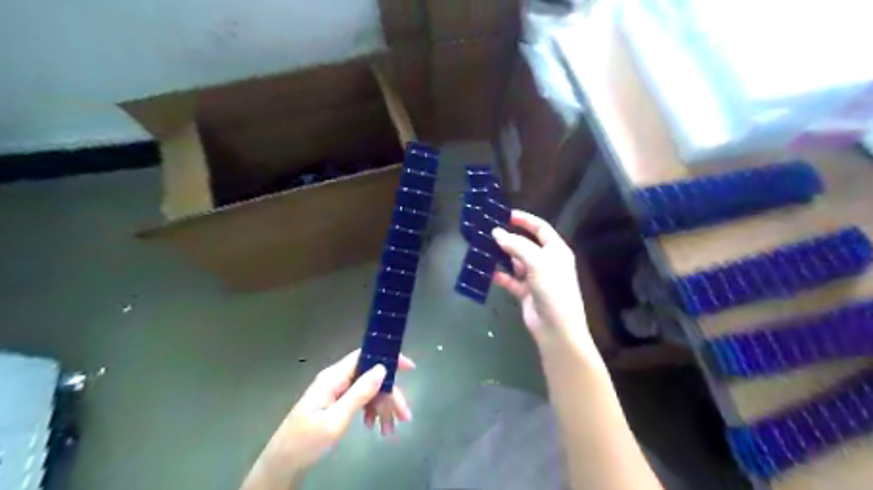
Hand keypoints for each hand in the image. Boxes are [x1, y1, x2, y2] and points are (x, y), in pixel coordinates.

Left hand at [242, 351, 413, 487]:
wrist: (281, 465)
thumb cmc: (305, 442)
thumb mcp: (335, 420)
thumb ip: (359, 393)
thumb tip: (382, 368)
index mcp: (334, 377)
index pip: (365, 356)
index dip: (388, 358)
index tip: (409, 368)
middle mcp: (336, 379)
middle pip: (371, 377)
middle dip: (390, 395)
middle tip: (405, 416)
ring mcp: (335, 392)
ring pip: (367, 391)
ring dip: (382, 407)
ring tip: (390, 430)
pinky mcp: (335, 404)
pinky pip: (359, 401)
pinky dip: (370, 412)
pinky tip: (374, 427)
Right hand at [493, 209, 589, 344]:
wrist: (557, 328)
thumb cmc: (553, 289)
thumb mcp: (537, 262)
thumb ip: (516, 246)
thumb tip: (496, 232)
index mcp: (556, 250)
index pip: (540, 228)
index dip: (524, 220)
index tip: (505, 215)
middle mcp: (546, 262)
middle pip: (526, 244)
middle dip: (509, 239)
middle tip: (488, 233)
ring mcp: (536, 278)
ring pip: (516, 262)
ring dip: (502, 257)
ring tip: (484, 249)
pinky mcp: (526, 293)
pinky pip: (510, 280)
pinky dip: (501, 276)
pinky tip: (488, 272)